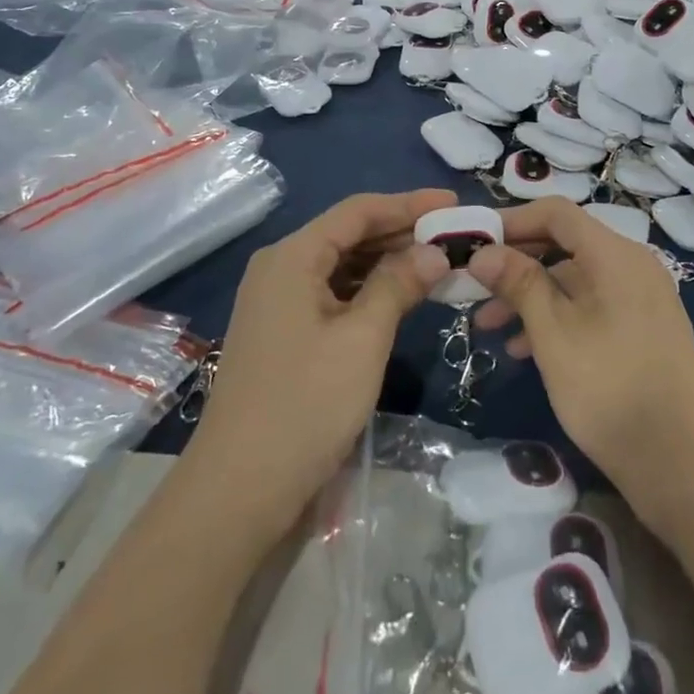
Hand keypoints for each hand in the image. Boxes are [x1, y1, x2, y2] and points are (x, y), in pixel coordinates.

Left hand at [186, 189, 454, 540]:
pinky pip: (333, 294)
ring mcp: (278, 302)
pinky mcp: (284, 333)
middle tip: (454, 238)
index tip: (453, 204)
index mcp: (292, 257)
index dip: (408, 204)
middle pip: (348, 235)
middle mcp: (280, 268)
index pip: (357, 212)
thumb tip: (434, 253)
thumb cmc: (305, 405)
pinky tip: (402, 298)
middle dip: (401, 234)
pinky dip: (369, 291)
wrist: (239, 489)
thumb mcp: (362, 339)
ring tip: (437, 264)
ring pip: (342, 266)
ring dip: (388, 263)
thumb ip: (398, 285)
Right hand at [468, 200, 693, 512]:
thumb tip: (483, 250)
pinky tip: (523, 350)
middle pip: (564, 244)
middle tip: (471, 285)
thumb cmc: (612, 390)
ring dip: (529, 296)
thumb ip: (519, 283)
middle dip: (514, 263)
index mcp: (615, 254)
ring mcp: (641, 300)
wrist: (686, 467)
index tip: (471, 241)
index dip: (510, 220)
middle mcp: (632, 266)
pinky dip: (556, 318)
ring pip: (574, 280)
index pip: (555, 213)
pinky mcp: (642, 331)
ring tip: (486, 326)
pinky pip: (591, 307)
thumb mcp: (554, 334)